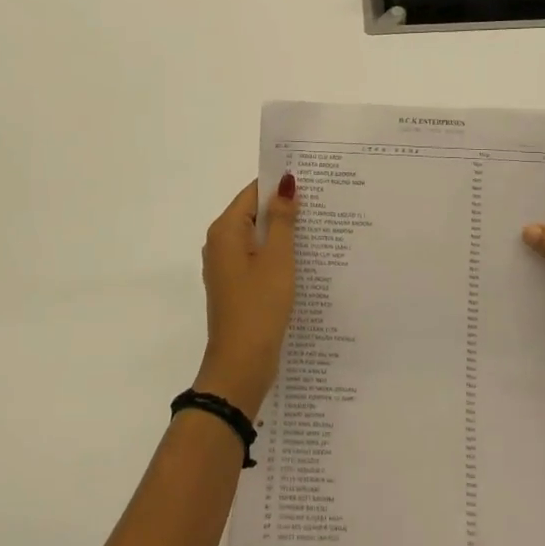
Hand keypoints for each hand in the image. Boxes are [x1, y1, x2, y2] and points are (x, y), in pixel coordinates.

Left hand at [194, 175, 297, 414]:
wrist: (241, 365)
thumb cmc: (259, 306)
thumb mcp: (277, 258)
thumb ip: (282, 219)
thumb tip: (286, 184)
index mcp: (225, 231)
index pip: (253, 192)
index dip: (280, 185)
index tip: (312, 180)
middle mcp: (220, 244)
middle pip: (254, 213)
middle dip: (285, 208)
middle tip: (323, 202)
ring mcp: (227, 267)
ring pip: (258, 238)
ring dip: (284, 233)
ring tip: (321, 227)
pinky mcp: (237, 287)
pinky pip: (259, 259)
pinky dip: (278, 255)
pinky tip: (305, 259)